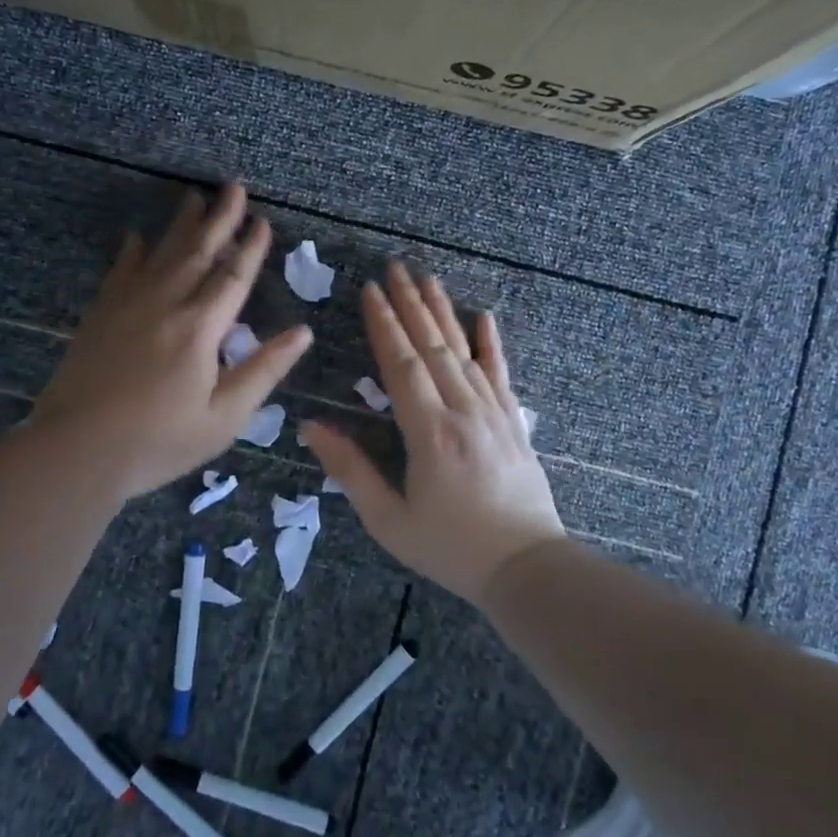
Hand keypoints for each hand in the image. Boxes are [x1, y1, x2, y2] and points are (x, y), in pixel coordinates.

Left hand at [33, 183, 310, 497]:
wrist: (76, 451)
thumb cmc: (159, 442)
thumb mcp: (224, 417)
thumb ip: (263, 370)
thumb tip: (303, 333)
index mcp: (201, 329)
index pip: (233, 277)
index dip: (251, 247)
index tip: (263, 221)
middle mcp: (165, 304)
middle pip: (198, 251)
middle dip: (220, 218)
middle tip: (233, 187)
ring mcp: (127, 305)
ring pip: (160, 253)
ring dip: (181, 224)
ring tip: (194, 197)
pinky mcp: (99, 315)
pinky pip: (120, 270)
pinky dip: (132, 251)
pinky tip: (136, 237)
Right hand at [301, 261, 564, 603]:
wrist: (526, 568)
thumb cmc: (450, 547)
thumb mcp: (388, 519)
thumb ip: (350, 470)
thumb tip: (311, 427)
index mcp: (429, 433)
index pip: (402, 365)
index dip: (384, 325)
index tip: (370, 291)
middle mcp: (463, 411)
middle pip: (433, 347)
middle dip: (411, 304)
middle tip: (395, 268)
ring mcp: (494, 413)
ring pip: (464, 352)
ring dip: (444, 313)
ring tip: (428, 280)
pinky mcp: (514, 423)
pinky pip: (501, 374)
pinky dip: (491, 343)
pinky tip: (484, 317)